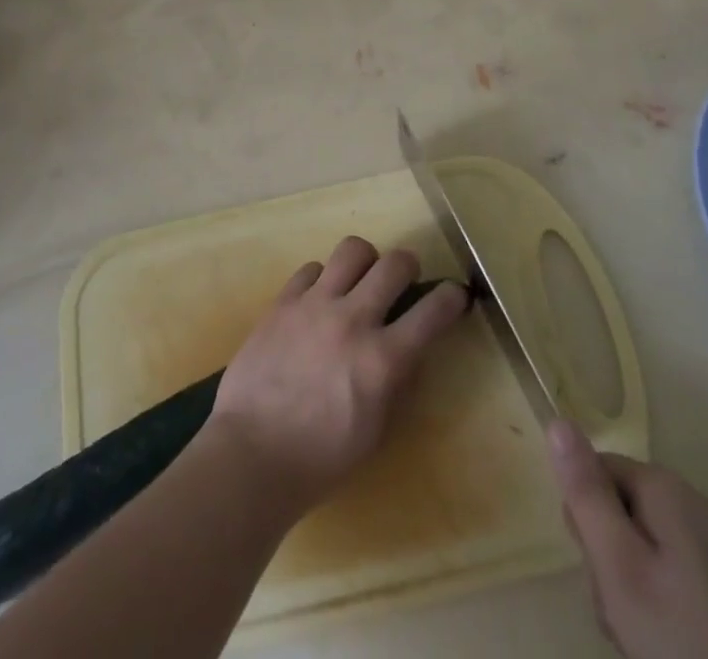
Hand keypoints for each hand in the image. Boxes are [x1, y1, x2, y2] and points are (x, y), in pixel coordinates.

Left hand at [207, 237, 469, 514]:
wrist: (252, 453)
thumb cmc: (321, 458)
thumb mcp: (377, 432)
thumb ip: (400, 384)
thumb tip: (413, 350)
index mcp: (383, 360)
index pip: (433, 311)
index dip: (452, 297)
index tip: (456, 295)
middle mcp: (353, 320)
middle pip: (395, 263)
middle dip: (409, 266)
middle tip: (404, 281)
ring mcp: (315, 305)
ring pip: (352, 249)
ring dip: (365, 262)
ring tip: (360, 280)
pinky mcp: (283, 301)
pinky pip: (311, 268)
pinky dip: (322, 279)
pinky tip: (318, 301)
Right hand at [547, 420, 707, 658]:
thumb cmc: (688, 637)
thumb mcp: (620, 565)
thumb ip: (587, 494)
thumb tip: (558, 420)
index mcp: (661, 486)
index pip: (592, 471)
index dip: (584, 518)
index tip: (598, 566)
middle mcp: (687, 503)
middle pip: (617, 512)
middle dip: (608, 561)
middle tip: (623, 610)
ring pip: (640, 552)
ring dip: (630, 593)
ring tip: (645, 637)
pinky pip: (669, 580)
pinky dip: (659, 611)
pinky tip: (667, 644)